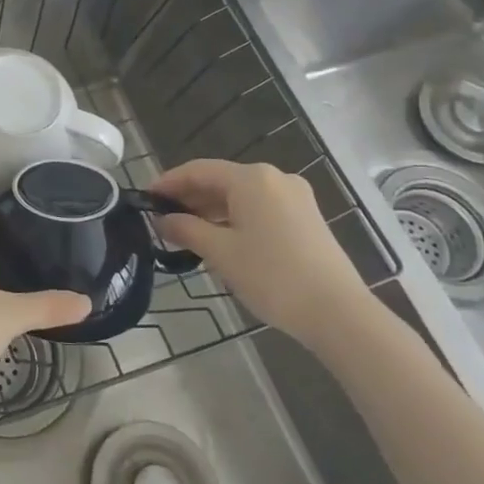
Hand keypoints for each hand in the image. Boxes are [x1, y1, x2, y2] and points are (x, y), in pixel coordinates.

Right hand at [151, 159, 368, 348]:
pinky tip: (220, 238)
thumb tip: (162, 220)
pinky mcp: (306, 218)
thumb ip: (186, 229)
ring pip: (241, 195)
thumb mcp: (220, 252)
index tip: (145, 198)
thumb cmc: (272, 275)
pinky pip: (259, 207)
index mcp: (252, 178)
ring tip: (186, 231)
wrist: (338, 313)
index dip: (169, 182)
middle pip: (221, 180)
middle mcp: (274, 178)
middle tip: (162, 217)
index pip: (198, 170)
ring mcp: (295, 198)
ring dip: (211, 209)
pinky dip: (234, 217)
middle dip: (189, 197)